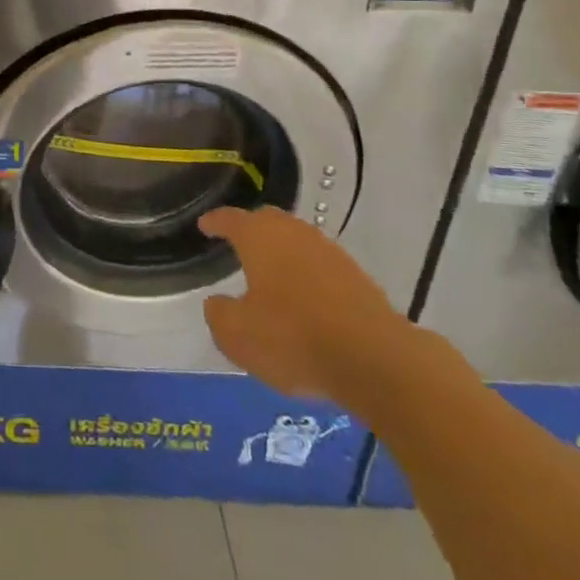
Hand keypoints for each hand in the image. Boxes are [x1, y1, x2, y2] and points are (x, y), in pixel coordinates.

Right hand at [199, 205, 417, 404]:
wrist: (375, 359)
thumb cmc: (293, 339)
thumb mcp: (237, 336)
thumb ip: (219, 314)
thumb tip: (218, 302)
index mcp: (259, 237)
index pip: (230, 219)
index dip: (215, 221)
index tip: (204, 225)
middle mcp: (293, 233)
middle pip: (267, 221)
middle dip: (250, 229)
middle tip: (237, 243)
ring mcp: (329, 252)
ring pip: (296, 241)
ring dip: (282, 252)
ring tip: (271, 272)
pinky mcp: (356, 277)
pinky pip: (320, 265)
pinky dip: (306, 274)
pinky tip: (304, 297)